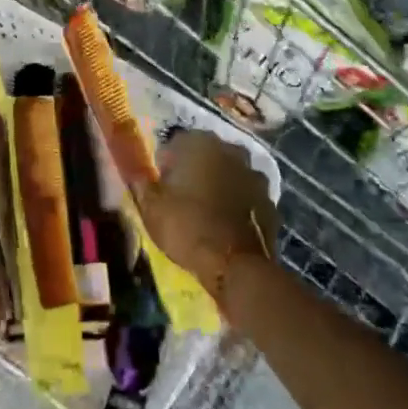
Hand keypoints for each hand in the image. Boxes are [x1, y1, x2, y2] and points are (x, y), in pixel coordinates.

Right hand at [133, 128, 278, 295]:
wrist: (236, 265)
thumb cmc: (187, 227)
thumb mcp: (151, 208)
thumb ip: (142, 185)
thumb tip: (137, 175)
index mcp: (199, 143)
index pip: (176, 143)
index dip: (166, 163)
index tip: (161, 185)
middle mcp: (230, 150)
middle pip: (206, 154)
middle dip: (195, 169)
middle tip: (182, 196)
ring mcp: (254, 174)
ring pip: (230, 173)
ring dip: (219, 184)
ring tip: (207, 211)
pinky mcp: (270, 200)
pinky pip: (247, 196)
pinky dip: (238, 204)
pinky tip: (227, 224)